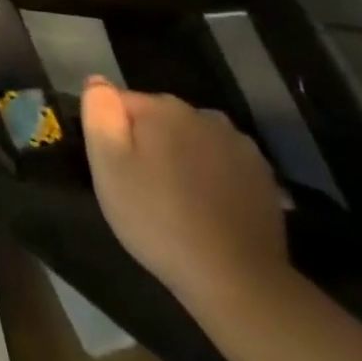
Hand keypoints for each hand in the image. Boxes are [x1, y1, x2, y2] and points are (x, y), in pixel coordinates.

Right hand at [81, 78, 294, 323]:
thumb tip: (98, 82)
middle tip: (138, 185)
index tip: (112, 167)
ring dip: (179, 156)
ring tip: (173, 196)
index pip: (119, 101)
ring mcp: (239, 144)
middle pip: (158, 117)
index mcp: (161, 108)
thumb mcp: (107, 165)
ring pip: (192, 138)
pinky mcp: (263, 175)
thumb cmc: (156, 218)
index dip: (109, 132)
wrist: (235, 278)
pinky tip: (205, 206)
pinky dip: (209, 175)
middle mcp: (203, 115)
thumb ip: (99, 114)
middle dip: (145, 141)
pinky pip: (221, 161)